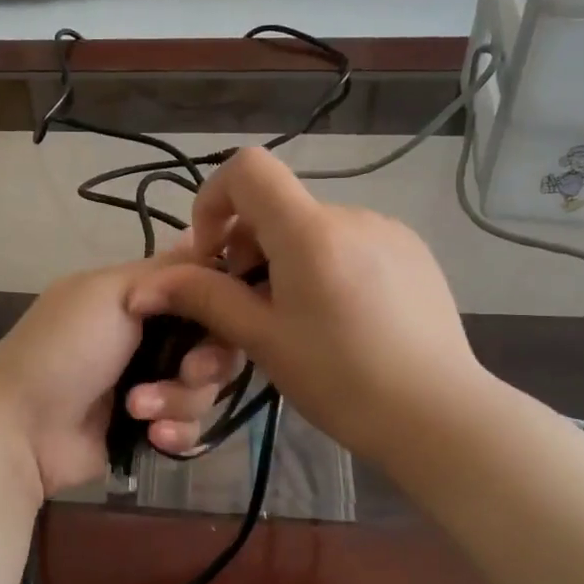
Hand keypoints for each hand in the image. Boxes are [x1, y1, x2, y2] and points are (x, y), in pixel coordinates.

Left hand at [0, 242, 245, 496]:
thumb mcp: (111, 292)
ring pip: (206, 390)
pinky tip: (151, 435)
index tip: (227, 316)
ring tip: (138, 408)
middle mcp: (151, 337)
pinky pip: (190, 428)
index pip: (205, 293)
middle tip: (187, 370)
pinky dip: (175, 431)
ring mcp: (152, 384)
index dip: (223, 306)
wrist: (23, 428)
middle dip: (205, 363)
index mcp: (141, 298)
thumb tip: (202, 236)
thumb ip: (167, 272)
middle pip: (215, 346)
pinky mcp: (151, 427)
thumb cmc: (65, 349)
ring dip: (179, 399)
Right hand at [128, 147, 487, 469]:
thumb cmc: (340, 379)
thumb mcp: (263, 339)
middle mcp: (352, 215)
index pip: (247, 168)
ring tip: (295, 320)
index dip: (214, 200)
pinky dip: (327, 267)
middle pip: (279, 206)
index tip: (211, 256)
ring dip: (287, 260)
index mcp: (310, 229)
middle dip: (247, 246)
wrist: (437, 415)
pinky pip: (351, 245)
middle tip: (247, 308)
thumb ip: (206, 298)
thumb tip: (146, 286)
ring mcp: (389, 232)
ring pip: (314, 230)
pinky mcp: (413, 254)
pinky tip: (340, 320)